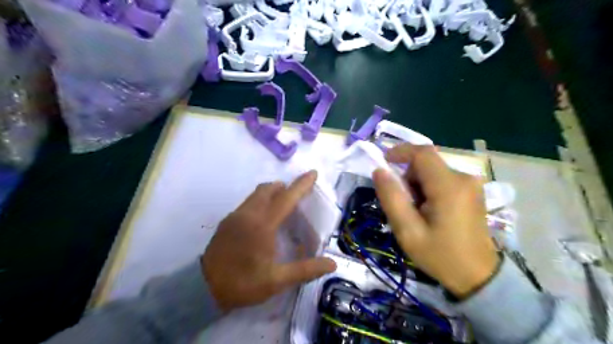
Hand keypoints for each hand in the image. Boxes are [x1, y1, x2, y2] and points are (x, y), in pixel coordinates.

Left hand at [201, 171, 334, 309]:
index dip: (301, 185)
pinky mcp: (227, 221)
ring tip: (283, 206)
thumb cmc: (243, 283)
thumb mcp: (276, 280)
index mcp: (263, 225)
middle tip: (297, 196)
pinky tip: (264, 219)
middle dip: (285, 187)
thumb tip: (332, 264)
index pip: (286, 198)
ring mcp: (235, 216)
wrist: (203, 289)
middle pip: (268, 189)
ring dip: (272, 193)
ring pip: (257, 194)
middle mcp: (248, 214)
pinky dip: (261, 201)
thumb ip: (305, 270)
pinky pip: (248, 202)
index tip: (313, 173)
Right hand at [374, 143, 496, 296]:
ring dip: (417, 184)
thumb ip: (391, 198)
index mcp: (449, 187)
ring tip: (417, 211)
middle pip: (427, 162)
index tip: (383, 162)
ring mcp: (471, 183)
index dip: (400, 151)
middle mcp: (464, 178)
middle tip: (403, 203)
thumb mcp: (408, 231)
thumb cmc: (440, 255)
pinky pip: (442, 178)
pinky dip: (429, 187)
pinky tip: (430, 209)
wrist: (477, 276)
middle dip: (408, 176)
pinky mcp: (472, 190)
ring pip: (433, 170)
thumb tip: (379, 171)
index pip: (422, 153)